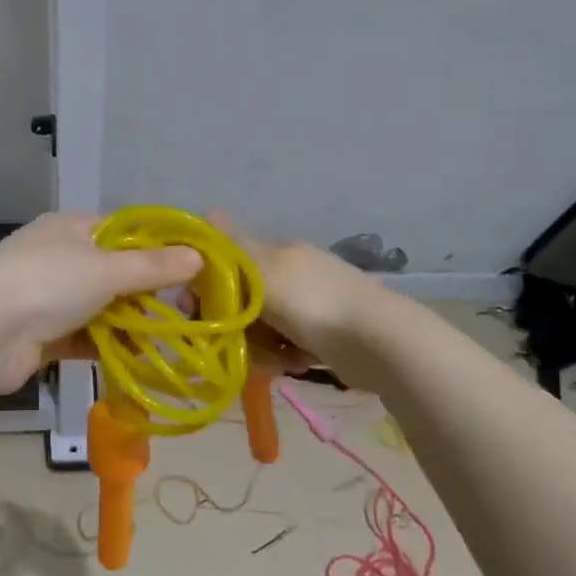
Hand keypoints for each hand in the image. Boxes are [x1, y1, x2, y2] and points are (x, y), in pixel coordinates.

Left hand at [0, 212, 202, 392]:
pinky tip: (139, 361)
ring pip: (103, 308)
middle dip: (149, 293)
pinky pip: (87, 337)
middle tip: (188, 312)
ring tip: (170, 341)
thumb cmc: (46, 284)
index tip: (194, 269)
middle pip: (115, 272)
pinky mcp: (44, 335)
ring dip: (132, 325)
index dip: (159, 247)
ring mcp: (49, 297)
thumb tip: (198, 256)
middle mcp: (60, 257)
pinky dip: (110, 347)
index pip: (124, 231)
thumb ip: (152, 266)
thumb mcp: (105, 269)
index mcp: (71, 228)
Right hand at [206, 210, 376, 371]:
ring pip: (262, 328)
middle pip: (242, 300)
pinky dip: (284, 357)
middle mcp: (292, 273)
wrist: (380, 343)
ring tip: (273, 359)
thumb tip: (206, 210)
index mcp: (278, 251)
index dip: (206, 285)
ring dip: (260, 347)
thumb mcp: (264, 269)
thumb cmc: (313, 303)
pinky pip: (286, 346)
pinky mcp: (323, 336)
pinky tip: (293, 364)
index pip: (227, 261)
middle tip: (235, 344)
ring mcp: (310, 305)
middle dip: (235, 325)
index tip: (196, 310)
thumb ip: (231, 245)